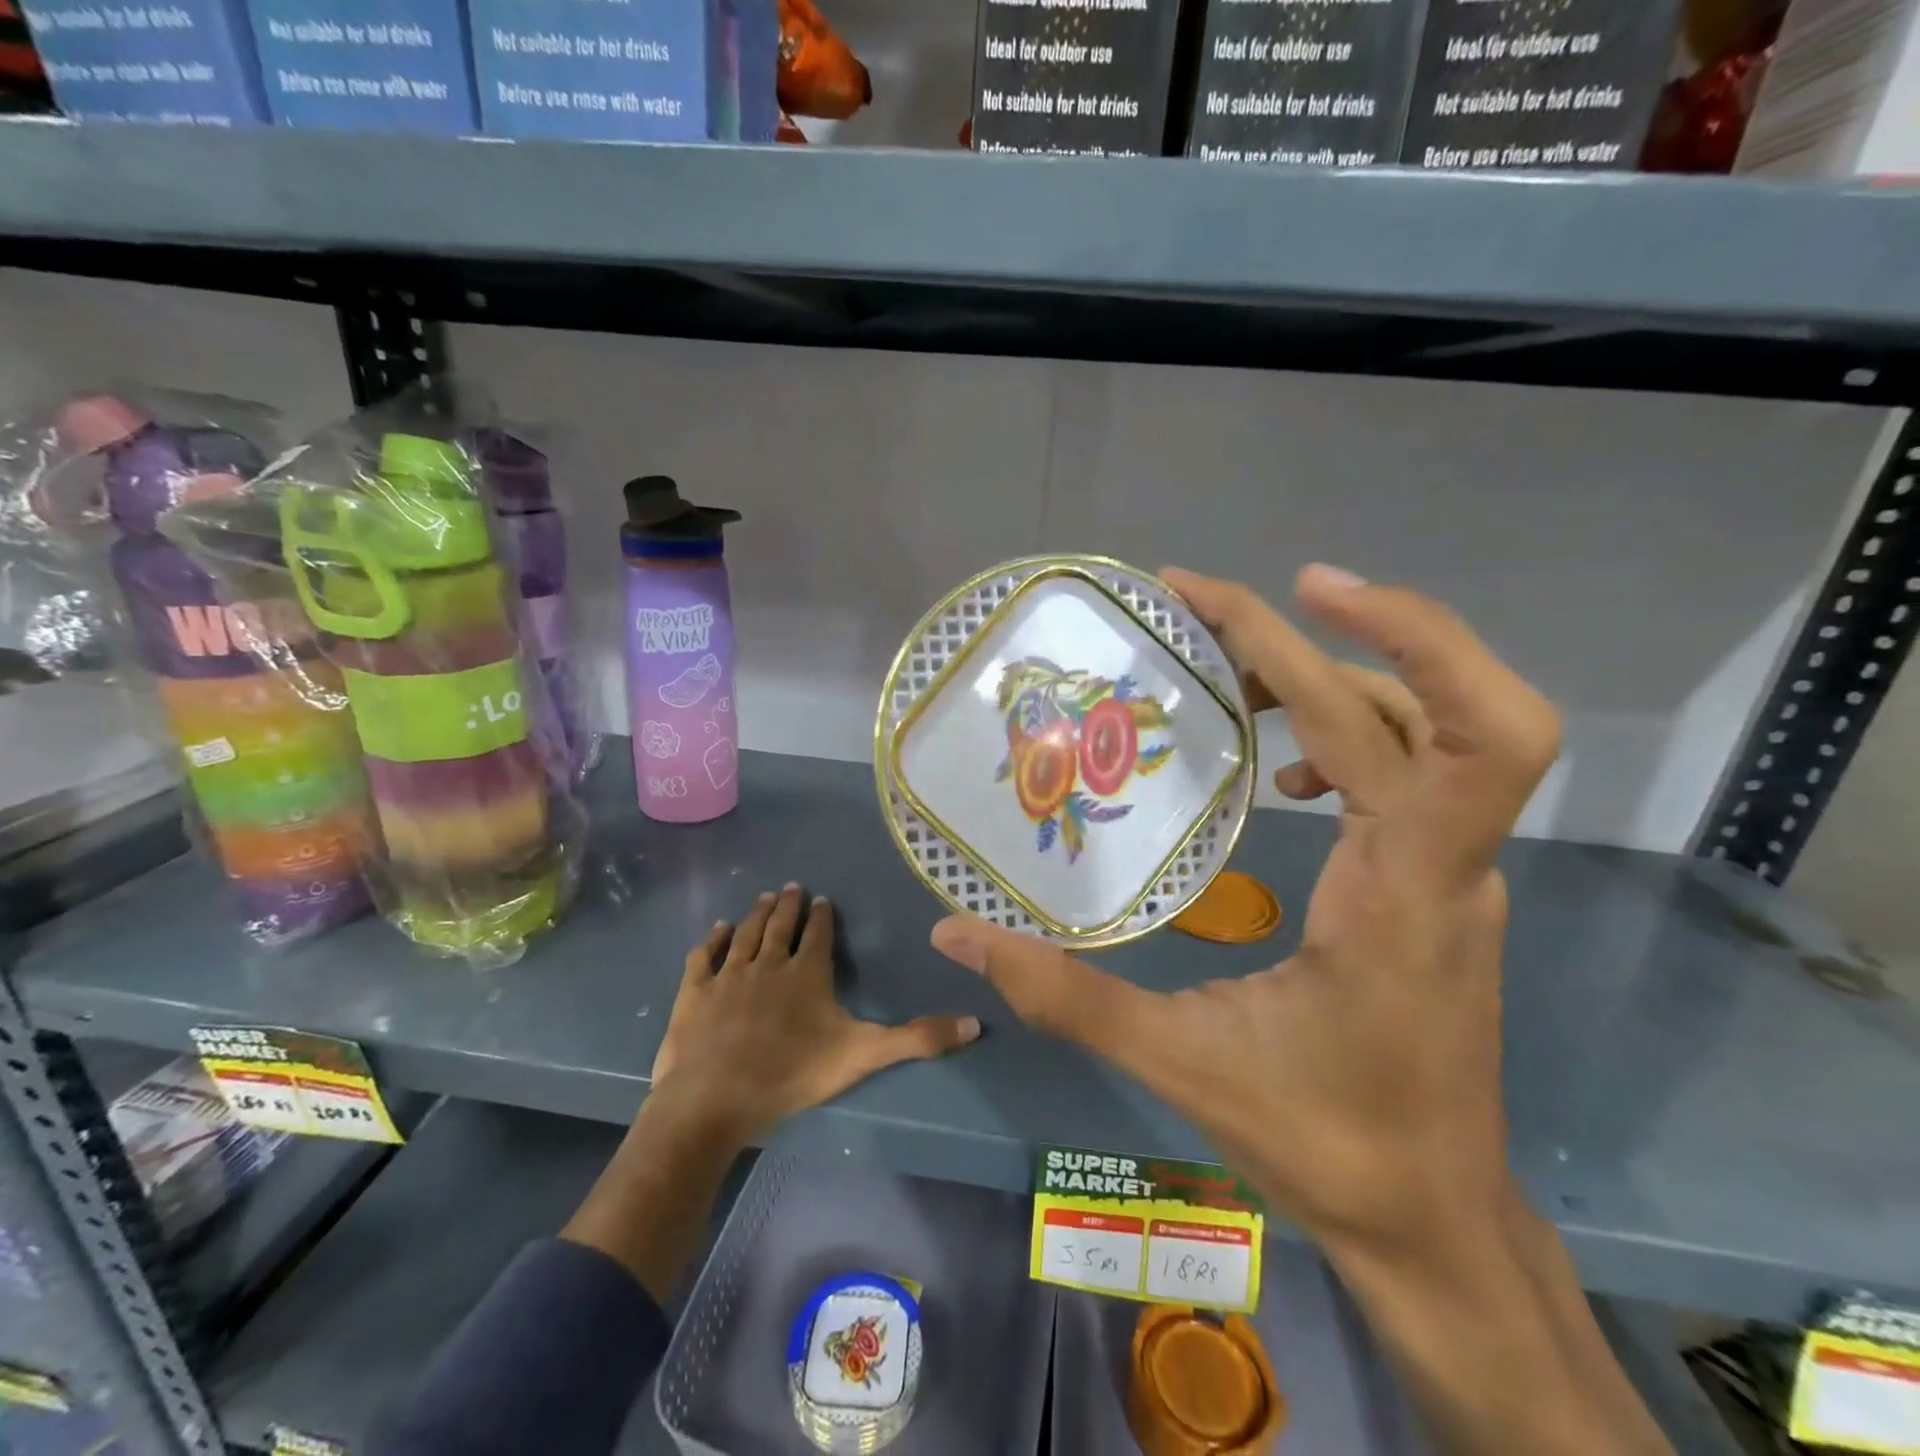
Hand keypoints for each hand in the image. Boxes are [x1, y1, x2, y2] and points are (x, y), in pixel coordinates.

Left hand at [651, 884, 980, 1146]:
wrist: (714, 1099)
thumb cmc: (792, 1074)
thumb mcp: (863, 1055)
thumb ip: (918, 1039)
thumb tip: (975, 1024)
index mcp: (807, 972)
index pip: (818, 934)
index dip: (822, 916)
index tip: (822, 899)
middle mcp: (768, 963)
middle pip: (780, 924)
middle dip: (789, 904)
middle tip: (793, 886)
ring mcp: (729, 975)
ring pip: (746, 933)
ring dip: (757, 913)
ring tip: (766, 896)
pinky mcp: (695, 992)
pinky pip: (705, 956)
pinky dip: (712, 940)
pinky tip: (717, 929)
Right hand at [930, 564, 1559, 1258]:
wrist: (1434, 1221)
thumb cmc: (1325, 1144)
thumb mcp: (1182, 1066)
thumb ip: (1064, 996)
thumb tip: (957, 933)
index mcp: (1402, 891)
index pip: (1437, 733)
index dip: (1391, 637)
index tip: (1294, 587)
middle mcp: (1446, 863)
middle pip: (1433, 704)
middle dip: (1339, 628)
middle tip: (1214, 605)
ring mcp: (1452, 871)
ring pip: (1420, 731)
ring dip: (1331, 675)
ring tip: (1228, 669)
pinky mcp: (1435, 884)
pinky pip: (1406, 774)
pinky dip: (1340, 736)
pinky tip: (1277, 772)